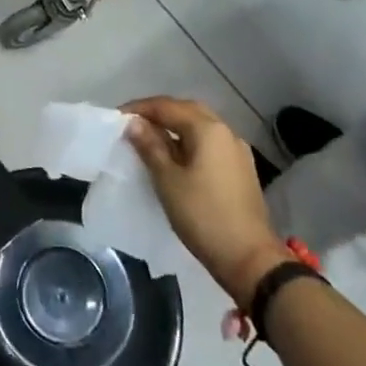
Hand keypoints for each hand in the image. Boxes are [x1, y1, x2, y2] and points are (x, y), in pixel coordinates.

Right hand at [121, 96, 292, 303]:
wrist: (249, 258)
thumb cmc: (202, 215)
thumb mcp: (167, 179)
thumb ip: (150, 146)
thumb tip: (133, 122)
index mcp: (208, 129)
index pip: (167, 106)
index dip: (139, 108)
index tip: (116, 117)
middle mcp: (226, 132)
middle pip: (187, 111)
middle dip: (159, 113)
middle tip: (133, 124)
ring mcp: (237, 151)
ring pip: (200, 127)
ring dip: (174, 127)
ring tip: (149, 139)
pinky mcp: (240, 169)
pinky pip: (209, 144)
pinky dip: (189, 142)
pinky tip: (175, 157)